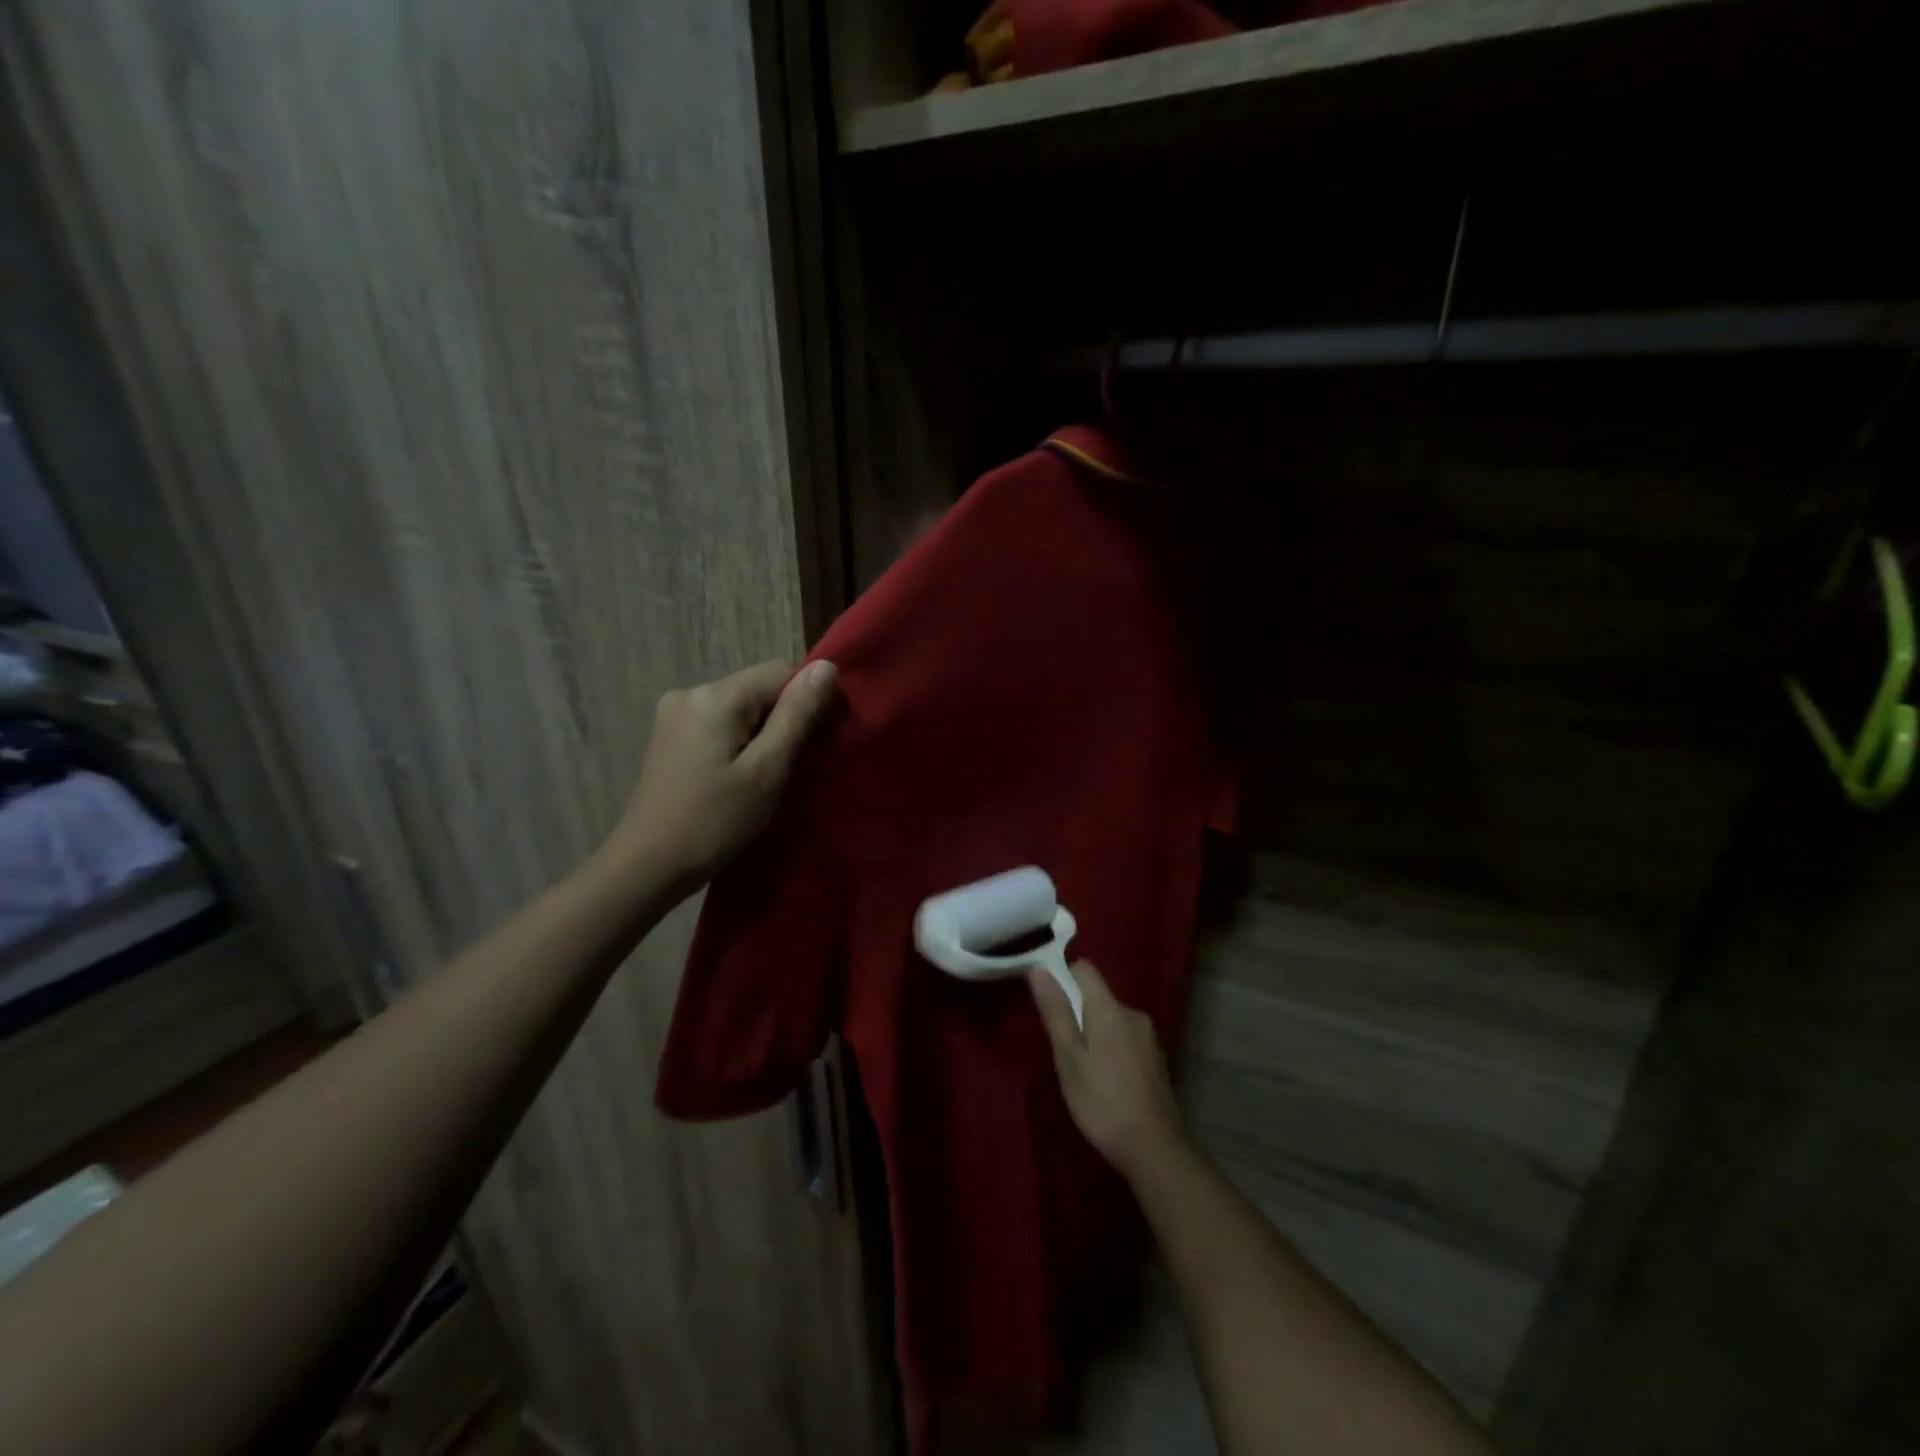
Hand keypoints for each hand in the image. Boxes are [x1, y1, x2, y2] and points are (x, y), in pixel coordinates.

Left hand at [612, 658, 837, 895]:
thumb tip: (827, 666)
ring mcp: (673, 714)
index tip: (810, 745)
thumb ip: (798, 715)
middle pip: (758, 688)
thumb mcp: (767, 770)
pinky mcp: (668, 736)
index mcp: (715, 695)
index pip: (780, 671)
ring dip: (759, 734)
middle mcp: (690, 692)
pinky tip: (734, 777)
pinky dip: (736, 743)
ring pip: (739, 708)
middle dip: (780, 720)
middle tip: (784, 769)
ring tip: (760, 778)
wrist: (647, 866)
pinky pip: (718, 724)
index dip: (804, 702)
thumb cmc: (714, 821)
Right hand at [1029, 960, 1184, 1178]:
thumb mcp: (1069, 1058)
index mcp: (1110, 1009)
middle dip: (1077, 1012)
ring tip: (1083, 1071)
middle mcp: (1133, 1014)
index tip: (1049, 1003)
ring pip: (1112, 1020)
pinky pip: (1126, 1039)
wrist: (1155, 1149)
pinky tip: (1107, 1082)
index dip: (1063, 977)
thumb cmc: (1102, 1102)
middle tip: (1063, 1051)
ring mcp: (1149, 1037)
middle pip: (1098, 996)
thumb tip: (1039, 970)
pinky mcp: (1157, 1059)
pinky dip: (1112, 1049)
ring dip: (1095, 1034)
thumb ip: (1056, 1012)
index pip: (1085, 969)